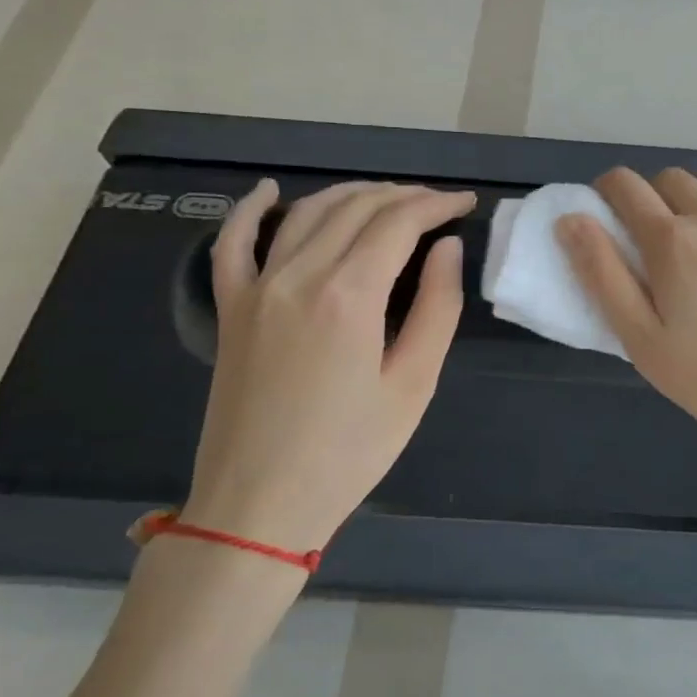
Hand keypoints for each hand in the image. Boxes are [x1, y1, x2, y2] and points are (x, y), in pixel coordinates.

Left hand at [182, 178, 476, 555]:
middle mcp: (298, 275)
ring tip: (390, 198)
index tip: (466, 203)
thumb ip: (437, 306)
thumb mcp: (414, 384)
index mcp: (349, 295)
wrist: (259, 505)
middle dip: (404, 196)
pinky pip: (233, 243)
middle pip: (356, 208)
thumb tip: (446, 248)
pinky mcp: (231, 307)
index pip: (399, 223)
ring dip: (353, 195)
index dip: (437, 205)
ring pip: (307, 213)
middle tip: (438, 204)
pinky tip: (270, 191)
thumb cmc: (349, 451)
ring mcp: (256, 287)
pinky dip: (251, 210)